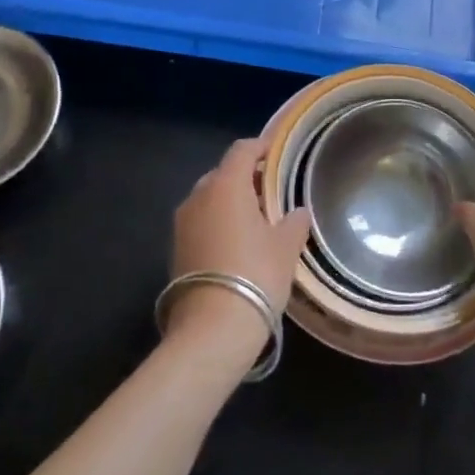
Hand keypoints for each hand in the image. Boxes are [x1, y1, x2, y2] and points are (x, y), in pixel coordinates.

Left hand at [165, 136, 310, 371]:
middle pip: (223, 174)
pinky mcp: (175, 249)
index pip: (242, 150)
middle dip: (245, 178)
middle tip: (270, 192)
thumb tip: (298, 212)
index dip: (260, 147)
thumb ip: (294, 222)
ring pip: (209, 199)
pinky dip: (217, 224)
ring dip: (230, 202)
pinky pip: (200, 223)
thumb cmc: (256, 274)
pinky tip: (236, 244)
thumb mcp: (286, 247)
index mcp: (226, 185)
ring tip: (255, 220)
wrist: (212, 327)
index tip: (276, 153)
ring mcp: (182, 223)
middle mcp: (198, 196)